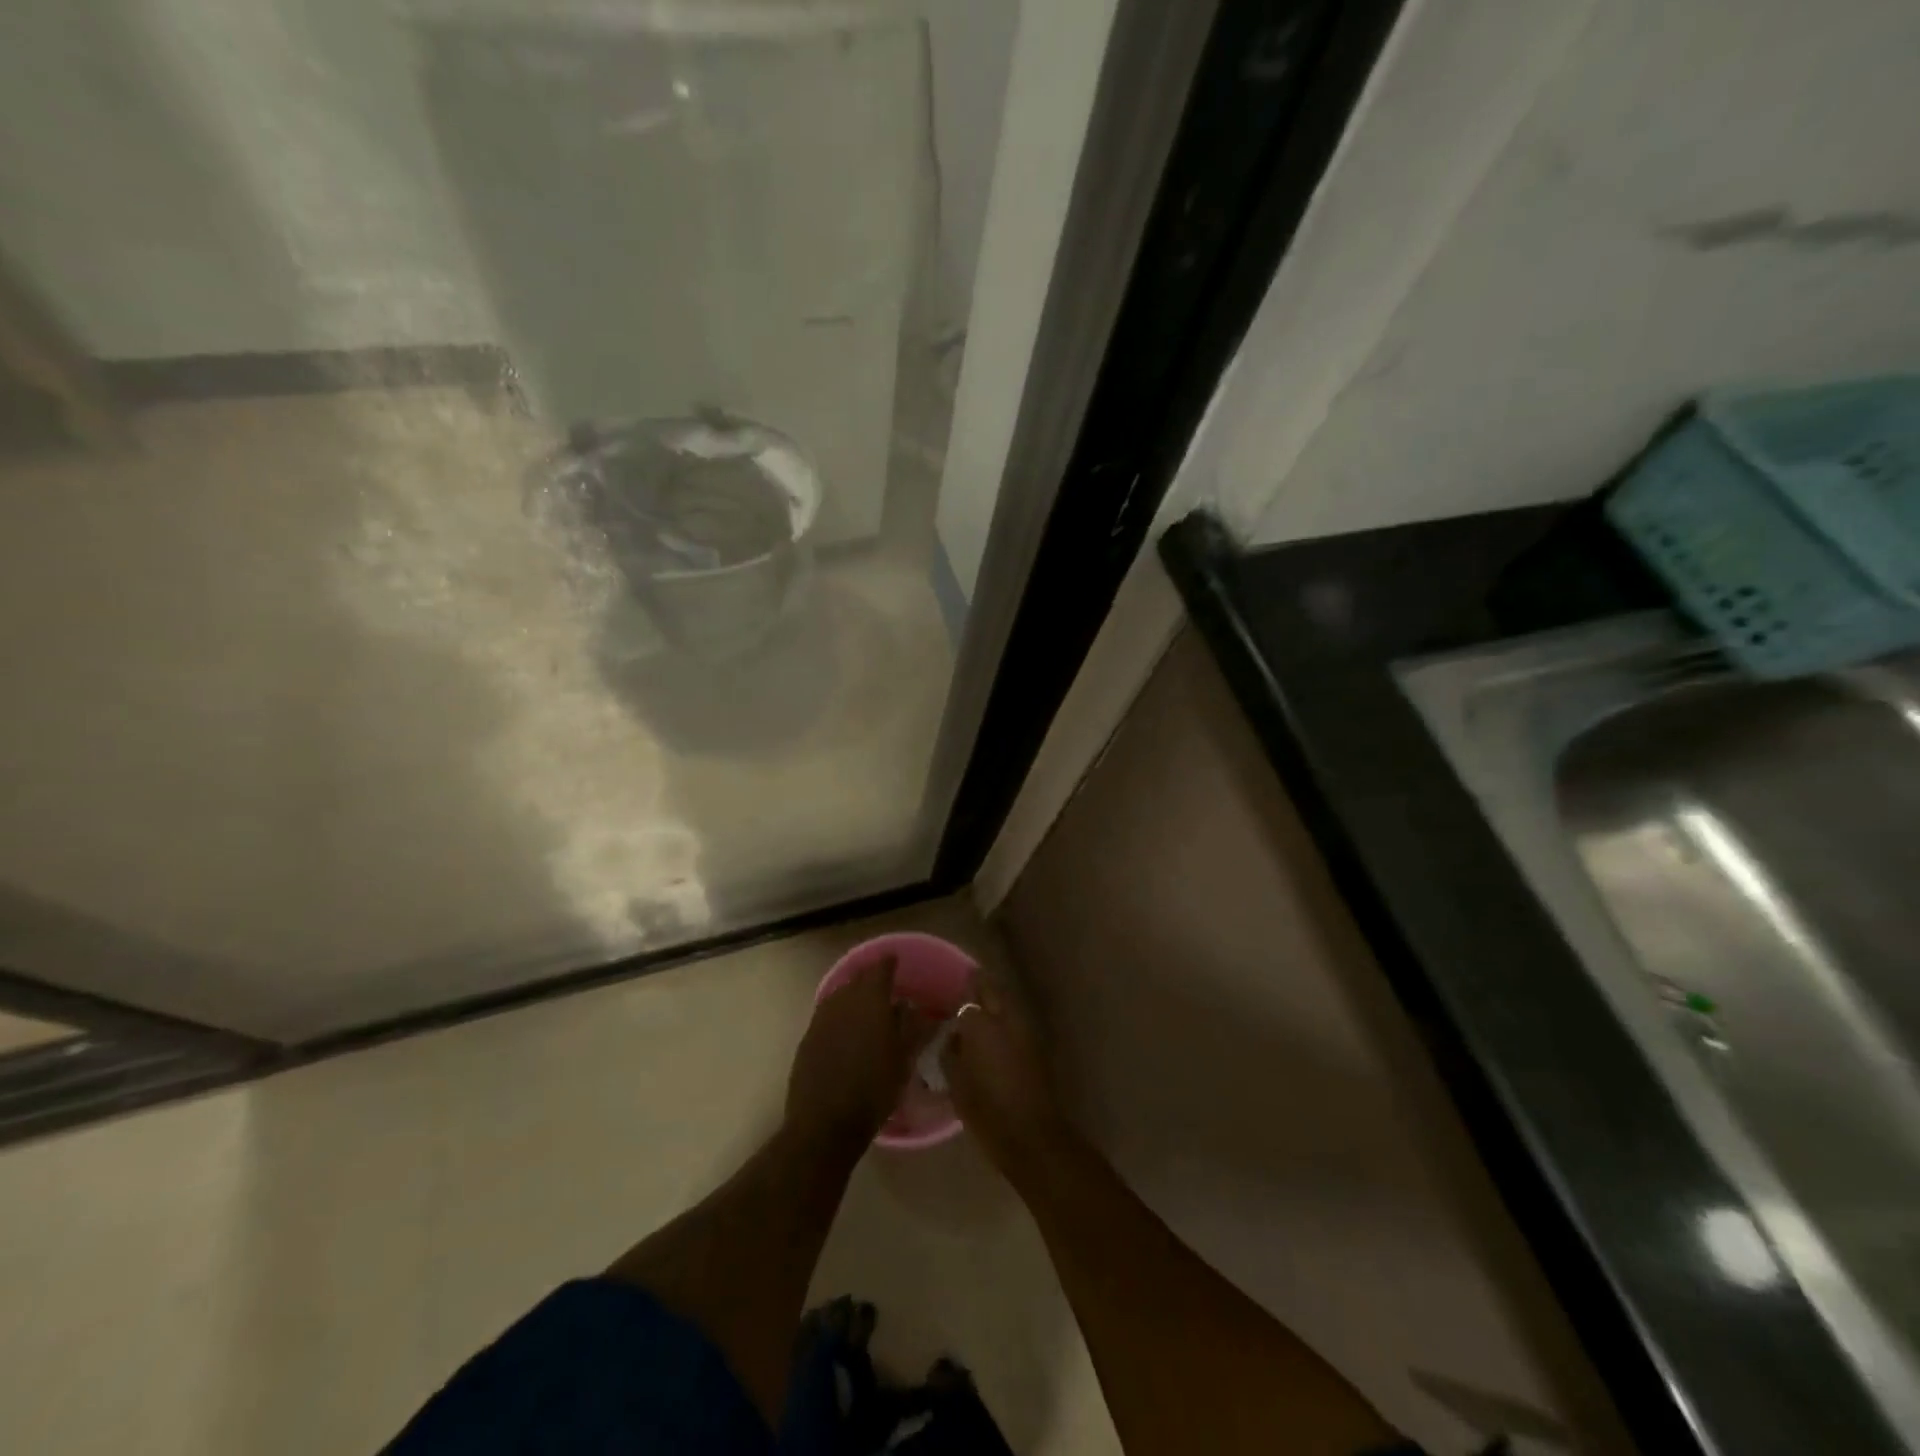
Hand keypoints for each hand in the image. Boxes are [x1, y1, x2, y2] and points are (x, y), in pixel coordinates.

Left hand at [787, 956, 933, 1151]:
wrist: (824, 1123)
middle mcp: (842, 1001)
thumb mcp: (904, 1059)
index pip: (880, 969)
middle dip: (871, 978)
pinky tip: (847, 1030)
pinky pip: (827, 1014)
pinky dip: (839, 1014)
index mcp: (869, 1000)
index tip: (896, 960)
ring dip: (853, 995)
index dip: (889, 963)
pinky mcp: (808, 1038)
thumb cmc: (873, 1090)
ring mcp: (821, 1018)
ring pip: (840, 995)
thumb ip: (912, 1027)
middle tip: (886, 986)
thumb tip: (916, 1007)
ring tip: (867, 1007)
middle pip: (858, 979)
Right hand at [942, 968, 1066, 1177]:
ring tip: (980, 1013)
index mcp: (980, 1023)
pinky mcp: (1037, 1046)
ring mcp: (1025, 1030)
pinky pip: (1018, 1023)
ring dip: (996, 1002)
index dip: (960, 992)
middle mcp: (1005, 1018)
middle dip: (981, 986)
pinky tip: (996, 1035)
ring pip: (1008, 1004)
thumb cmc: (985, 1109)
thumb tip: (952, 1037)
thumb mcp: (955, 1081)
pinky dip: (1007, 1021)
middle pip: (993, 990)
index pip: (968, 995)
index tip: (951, 993)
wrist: (1030, 1134)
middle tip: (967, 990)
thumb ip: (950, 1051)